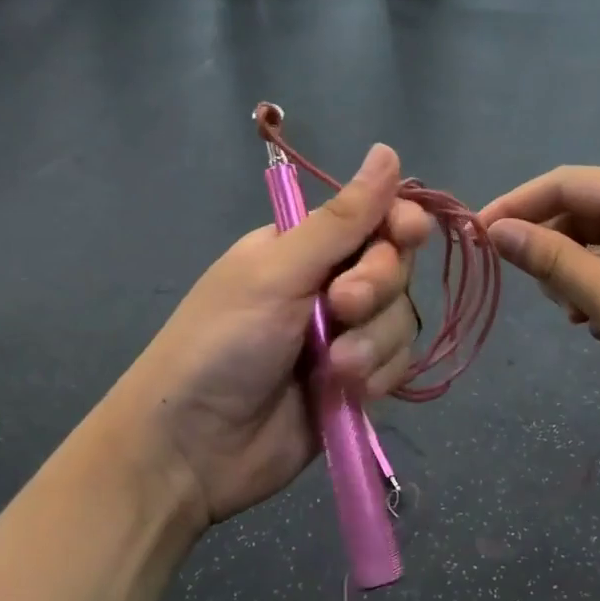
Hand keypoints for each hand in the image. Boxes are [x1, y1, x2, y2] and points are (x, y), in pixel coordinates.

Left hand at [107, 145, 432, 530]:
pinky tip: (342, 392)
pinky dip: (375, 376)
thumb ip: (341, 221)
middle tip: (341, 307)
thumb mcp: (277, 273)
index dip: (398, 223)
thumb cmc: (221, 344)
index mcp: (303, 248)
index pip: (373, 219)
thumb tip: (388, 151)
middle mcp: (328, 286)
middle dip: (376, 288)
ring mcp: (345, 337)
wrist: (192, 449)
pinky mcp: (356, 383)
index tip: (407, 233)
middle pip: (395, 269)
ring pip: (400, 320)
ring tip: (331, 369)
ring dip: (372, 343)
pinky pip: (395, 365)